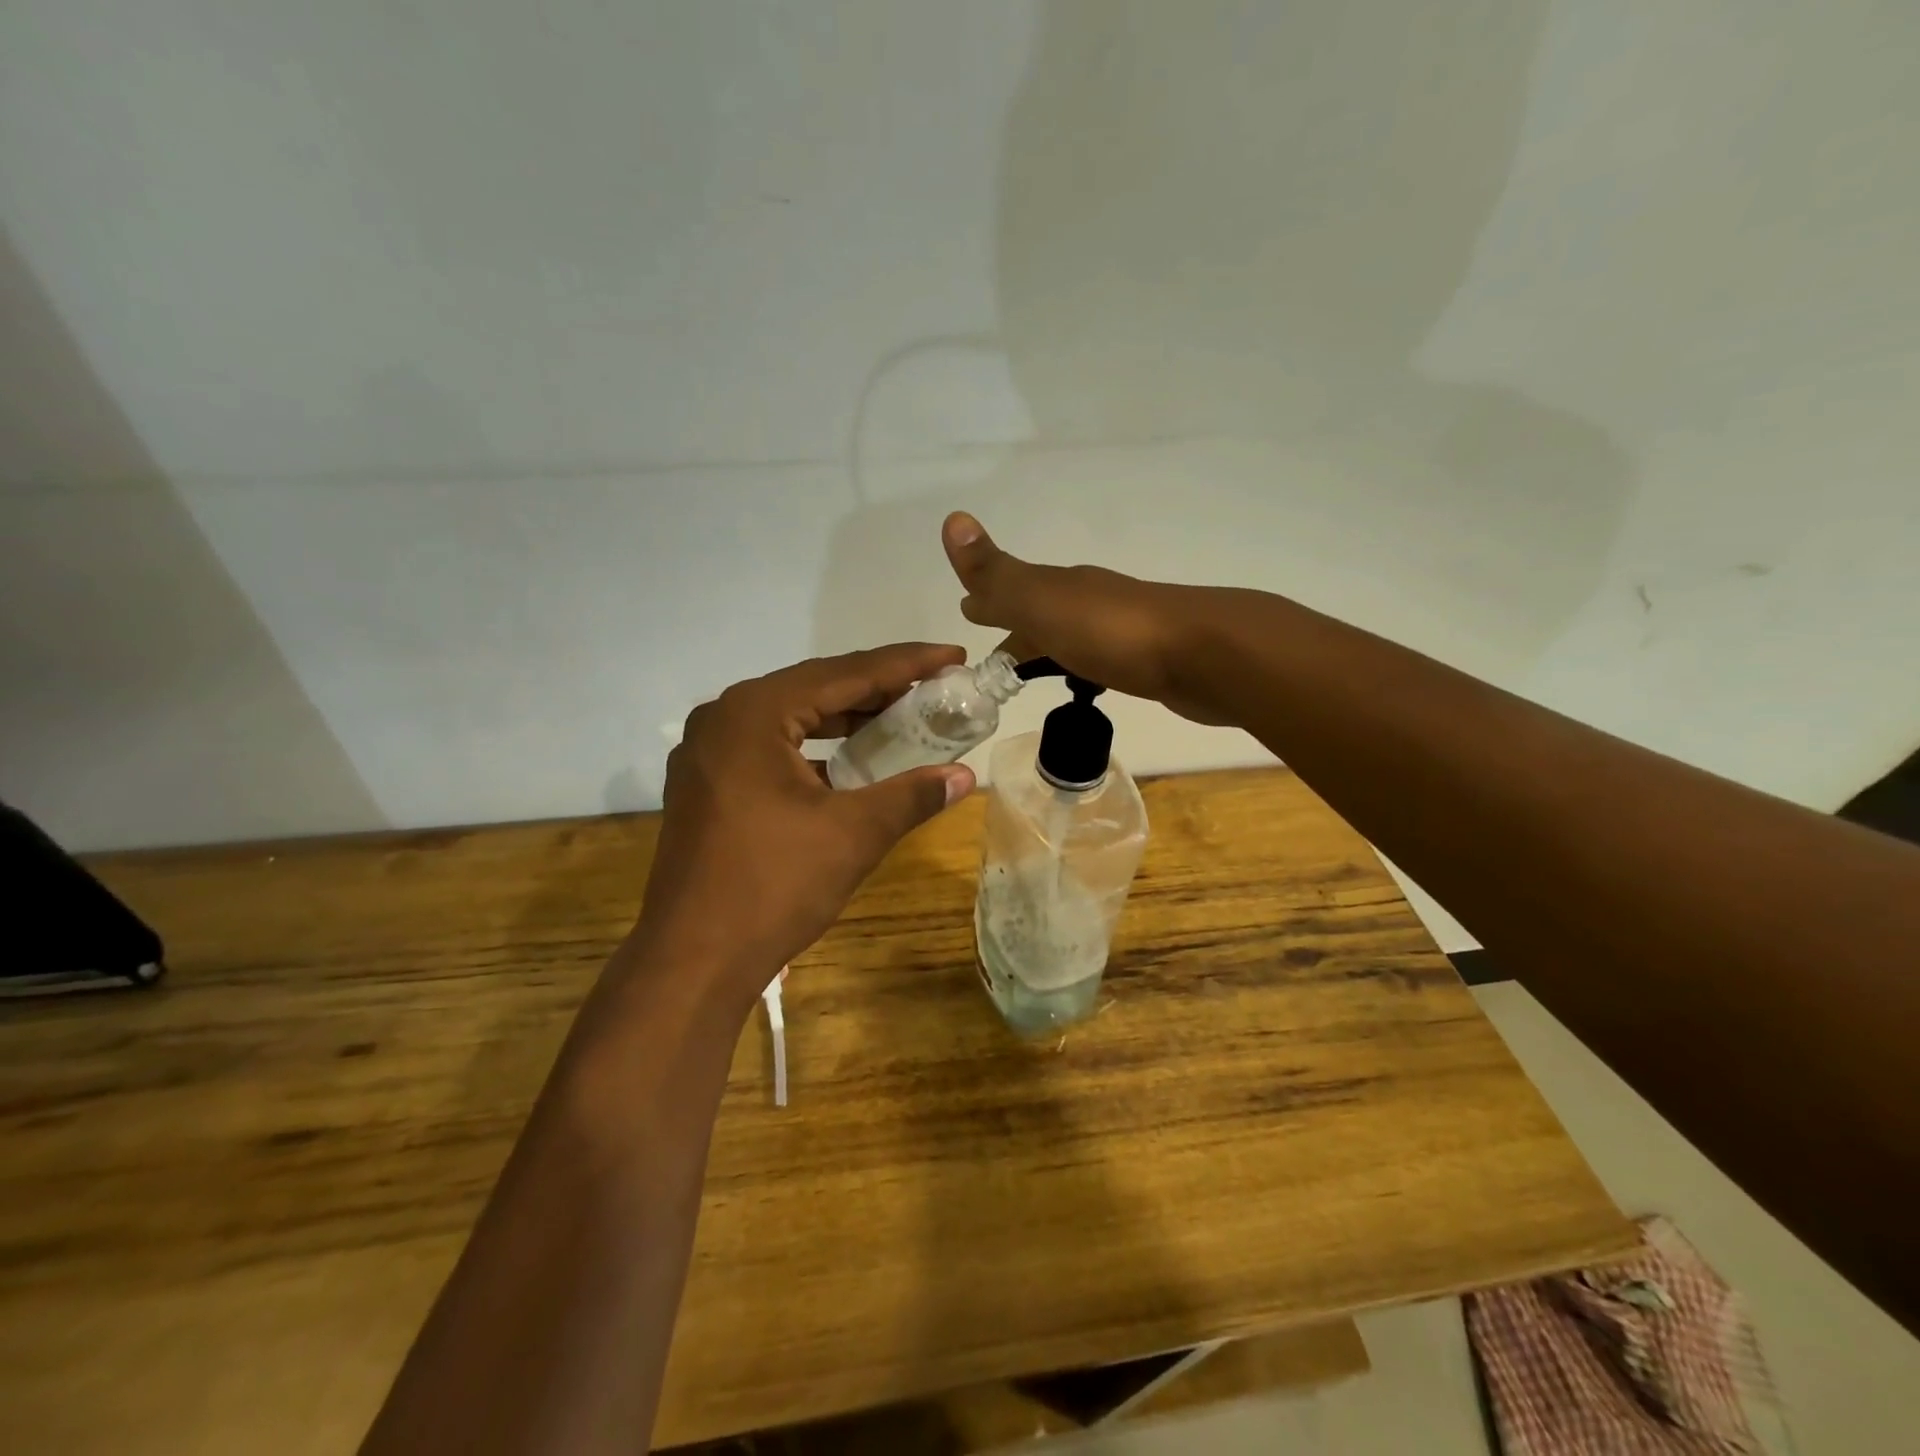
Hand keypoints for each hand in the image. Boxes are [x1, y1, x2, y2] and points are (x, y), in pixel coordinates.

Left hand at [631, 646, 975, 1008]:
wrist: (692, 961)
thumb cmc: (773, 887)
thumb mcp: (854, 834)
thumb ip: (912, 795)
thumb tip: (966, 777)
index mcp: (753, 713)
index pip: (844, 673)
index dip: (905, 663)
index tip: (952, 656)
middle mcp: (722, 719)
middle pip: (814, 688)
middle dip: (877, 688)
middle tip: (933, 687)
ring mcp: (706, 753)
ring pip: (790, 717)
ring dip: (845, 717)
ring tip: (900, 717)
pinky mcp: (704, 785)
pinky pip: (769, 747)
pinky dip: (814, 747)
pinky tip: (848, 762)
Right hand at [941, 512, 1226, 724]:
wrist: (1208, 654)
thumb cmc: (1114, 631)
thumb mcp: (1043, 602)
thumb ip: (996, 574)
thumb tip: (952, 519)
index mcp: (1063, 587)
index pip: (1014, 592)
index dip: (989, 602)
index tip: (968, 614)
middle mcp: (1091, 601)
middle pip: (1043, 615)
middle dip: (1016, 630)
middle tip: (995, 658)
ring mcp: (1124, 629)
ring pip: (1072, 637)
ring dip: (1049, 649)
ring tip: (1032, 674)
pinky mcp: (1149, 660)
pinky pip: (1100, 659)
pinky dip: (1082, 667)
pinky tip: (1088, 682)